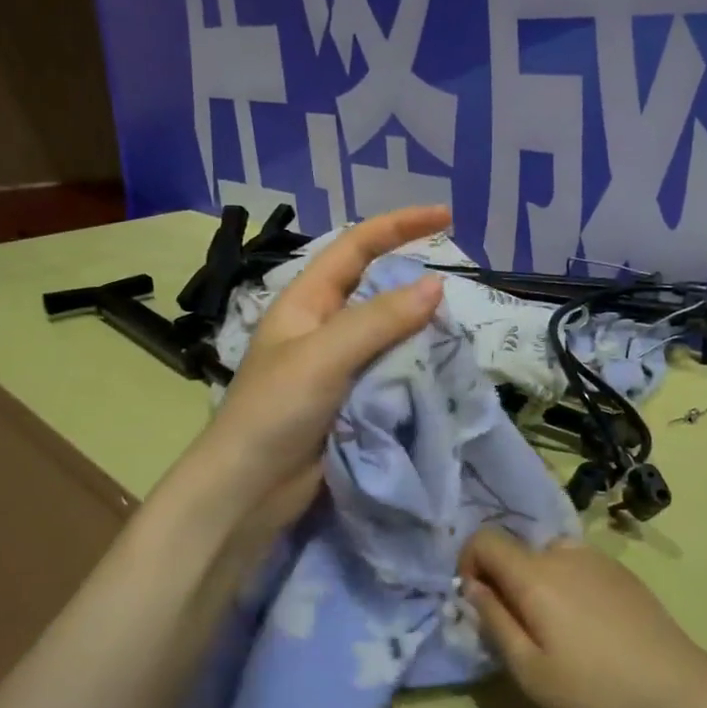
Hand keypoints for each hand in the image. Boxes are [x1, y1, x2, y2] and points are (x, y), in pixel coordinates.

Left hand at [194, 205, 449, 539]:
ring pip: (388, 334)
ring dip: (419, 330)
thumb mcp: (324, 356)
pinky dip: (415, 367)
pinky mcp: (349, 401)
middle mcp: (322, 327)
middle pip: (375, 288)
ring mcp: (336, 366)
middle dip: (413, 281)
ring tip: (457, 332)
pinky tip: (441, 370)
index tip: (446, 217)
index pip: (356, 247)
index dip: (399, 225)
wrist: (247, 491)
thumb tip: (436, 284)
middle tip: (459, 288)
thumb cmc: (274, 412)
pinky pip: (389, 372)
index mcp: (306, 302)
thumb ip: (378, 320)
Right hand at [462, 528, 706, 707]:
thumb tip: (472, 587)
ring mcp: (595, 557)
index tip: (477, 602)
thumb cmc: (594, 689)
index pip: (484, 539)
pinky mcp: (619, 570)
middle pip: (516, 550)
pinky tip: (588, 626)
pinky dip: (565, 583)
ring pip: (546, 557)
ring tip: (556, 630)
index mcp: (535, 574)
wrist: (676, 689)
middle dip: (504, 582)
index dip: (468, 564)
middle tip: (520, 631)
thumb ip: (494, 622)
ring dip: (536, 582)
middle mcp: (562, 553)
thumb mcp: (530, 671)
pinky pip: (575, 564)